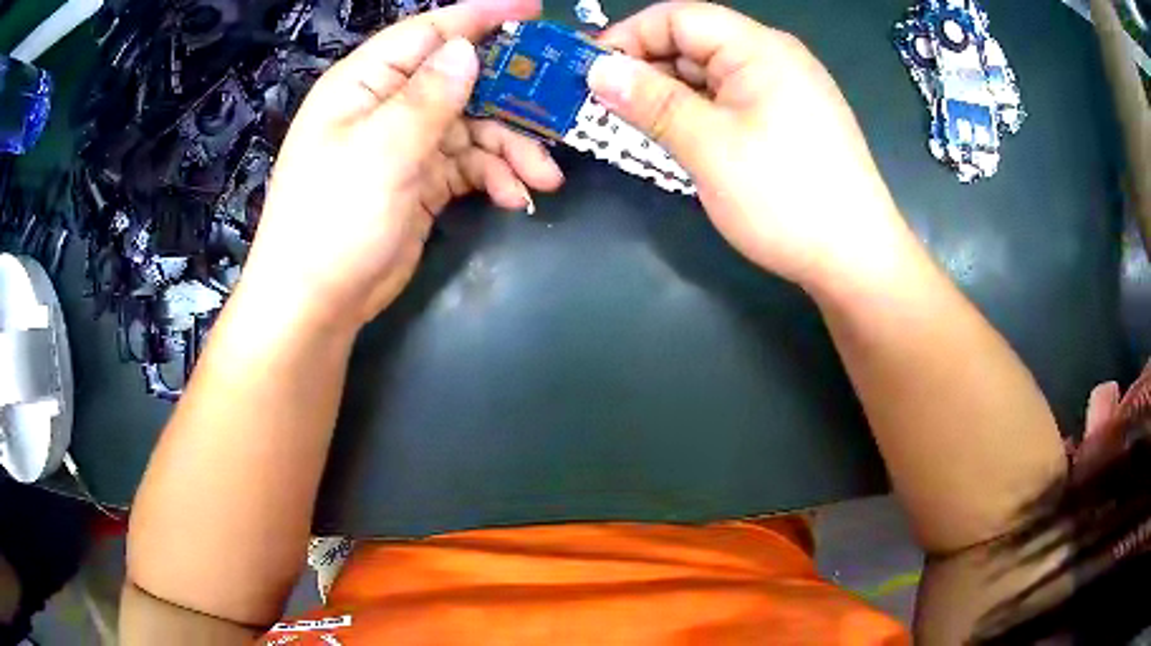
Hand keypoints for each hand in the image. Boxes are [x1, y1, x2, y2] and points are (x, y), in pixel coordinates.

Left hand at [242, 0, 562, 328]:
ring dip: (512, 148)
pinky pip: (469, 165)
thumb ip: (427, 98)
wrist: (316, 302)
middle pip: (463, 81)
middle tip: (559, 113)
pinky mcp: (421, 182)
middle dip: (511, 99)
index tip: (534, 12)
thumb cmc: (334, 219)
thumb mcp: (381, 151)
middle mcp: (388, 106)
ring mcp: (406, 145)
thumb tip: (465, 50)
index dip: (482, 17)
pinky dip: (495, 177)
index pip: (429, 33)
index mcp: (366, 83)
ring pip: (474, 127)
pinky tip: (515, 197)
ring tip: (542, 179)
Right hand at [588, 2, 913, 288]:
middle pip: (693, 44)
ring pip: (709, 77)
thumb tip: (597, 70)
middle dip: (644, 70)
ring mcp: (784, 91)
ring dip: (667, 97)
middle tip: (601, 108)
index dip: (628, 37)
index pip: (678, 17)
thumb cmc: (785, 198)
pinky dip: (696, 115)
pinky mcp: (787, 121)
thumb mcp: (708, 146)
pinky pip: (729, 103)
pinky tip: (675, 140)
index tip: (587, 72)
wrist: (856, 260)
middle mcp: (773, 58)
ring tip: (630, 128)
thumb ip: (651, 101)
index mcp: (759, 48)